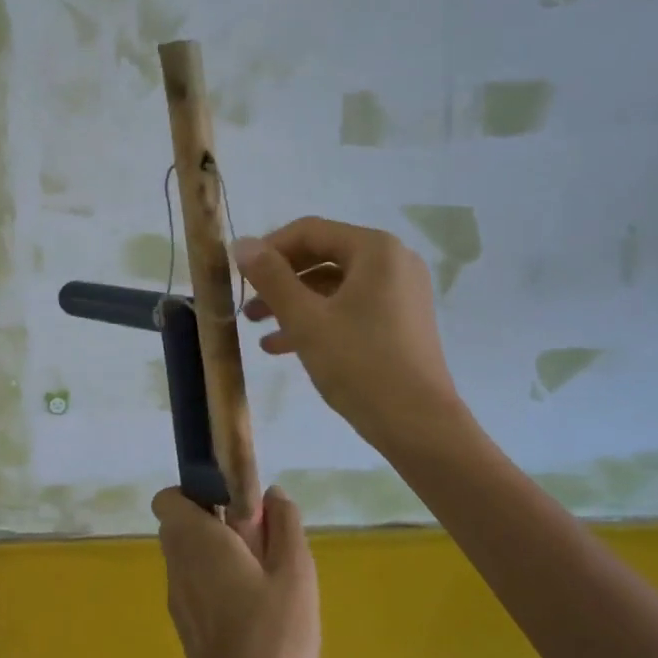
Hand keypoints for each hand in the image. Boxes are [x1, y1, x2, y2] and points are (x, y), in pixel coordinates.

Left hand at [153, 486, 319, 657]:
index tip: (231, 503)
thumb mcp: (295, 573)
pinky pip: (193, 585)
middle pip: (179, 525)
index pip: (168, 498)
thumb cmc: (273, 634)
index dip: (195, 492)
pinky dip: (213, 582)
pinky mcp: (184, 626)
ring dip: (215, 553)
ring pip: (187, 556)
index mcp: (196, 540)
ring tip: (260, 573)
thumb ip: (285, 525)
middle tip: (255, 537)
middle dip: (212, 521)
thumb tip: (272, 494)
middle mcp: (177, 563)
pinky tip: (251, 606)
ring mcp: (176, 597)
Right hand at [234, 216, 461, 449]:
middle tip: (247, 303)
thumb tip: (242, 243)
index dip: (269, 249)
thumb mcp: (305, 319)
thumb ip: (271, 277)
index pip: (309, 231)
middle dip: (280, 280)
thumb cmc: (359, 364)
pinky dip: (318, 319)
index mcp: (375, 250)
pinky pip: (350, 307)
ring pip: (334, 286)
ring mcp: (400, 293)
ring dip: (293, 303)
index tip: (239, 274)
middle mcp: (393, 262)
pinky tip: (282, 346)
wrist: (418, 425)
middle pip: (322, 256)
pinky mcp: (400, 322)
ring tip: (256, 328)